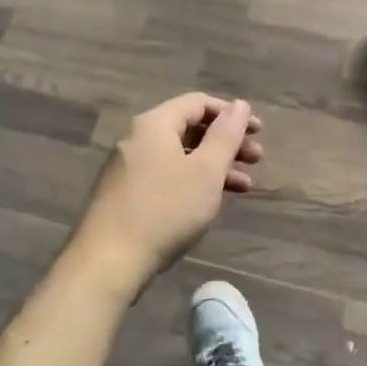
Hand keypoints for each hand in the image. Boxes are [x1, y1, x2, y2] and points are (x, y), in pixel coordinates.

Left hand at [70, 93, 263, 287]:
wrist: (108, 262)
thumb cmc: (165, 210)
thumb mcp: (206, 171)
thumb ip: (226, 135)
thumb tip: (240, 104)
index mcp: (155, 124)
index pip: (198, 103)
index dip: (231, 113)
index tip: (258, 131)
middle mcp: (138, 138)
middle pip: (190, 128)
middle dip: (227, 142)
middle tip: (257, 159)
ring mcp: (129, 167)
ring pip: (181, 155)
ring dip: (215, 165)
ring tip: (245, 186)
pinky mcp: (126, 194)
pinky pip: (167, 175)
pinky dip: (193, 181)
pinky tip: (212, 201)